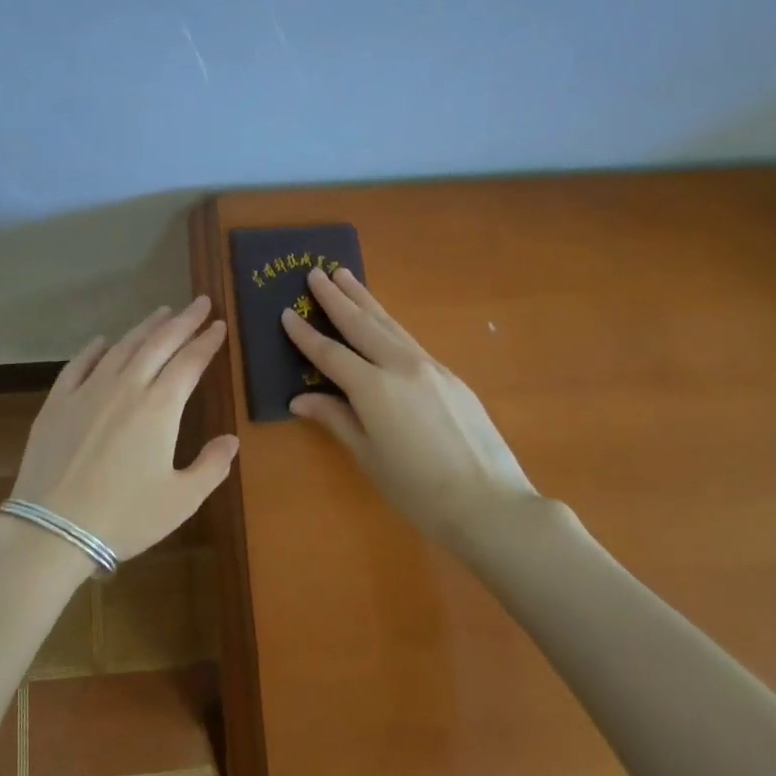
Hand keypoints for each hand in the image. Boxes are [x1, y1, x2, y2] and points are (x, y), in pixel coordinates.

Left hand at [9, 296, 238, 561]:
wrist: (52, 530)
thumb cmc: (124, 517)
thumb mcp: (181, 500)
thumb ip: (211, 466)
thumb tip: (231, 439)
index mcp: (159, 408)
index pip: (190, 362)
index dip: (207, 341)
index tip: (219, 325)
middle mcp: (125, 388)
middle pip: (159, 344)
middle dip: (183, 321)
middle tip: (199, 302)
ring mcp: (87, 391)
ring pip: (122, 347)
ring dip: (145, 327)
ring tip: (161, 312)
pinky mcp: (57, 403)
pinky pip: (79, 364)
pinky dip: (95, 349)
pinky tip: (103, 341)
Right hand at [281, 268, 547, 544]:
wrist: (490, 503)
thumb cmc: (419, 490)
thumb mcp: (369, 457)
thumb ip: (336, 420)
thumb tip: (300, 399)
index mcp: (374, 388)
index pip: (330, 353)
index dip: (305, 334)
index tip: (285, 313)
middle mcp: (401, 366)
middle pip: (361, 323)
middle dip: (336, 298)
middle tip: (315, 273)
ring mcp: (430, 367)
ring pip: (389, 324)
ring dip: (364, 299)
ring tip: (345, 276)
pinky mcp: (451, 375)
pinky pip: (410, 340)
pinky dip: (388, 324)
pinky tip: (383, 322)